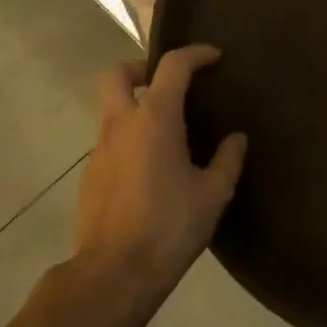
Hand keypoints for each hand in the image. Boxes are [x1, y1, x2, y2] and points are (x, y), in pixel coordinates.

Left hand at [73, 45, 246, 295]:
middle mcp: (121, 124)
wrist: (115, 272)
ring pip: (110, 109)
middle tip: (167, 83)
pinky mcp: (89, 174)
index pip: (172, 67)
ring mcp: (99, 149)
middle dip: (140, 68)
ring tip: (166, 132)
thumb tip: (236, 138)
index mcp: (155, 120)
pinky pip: (109, 141)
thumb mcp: (213, 194)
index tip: (214, 58)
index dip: (194, 54)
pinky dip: (129, 138)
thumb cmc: (170, 226)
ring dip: (134, 106)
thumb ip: (227, 160)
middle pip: (116, 74)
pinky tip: (150, 168)